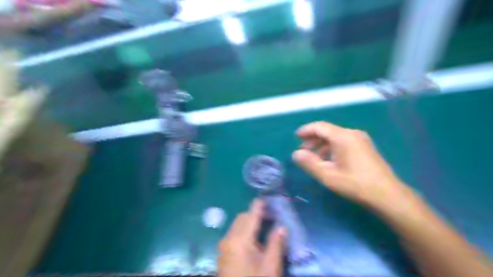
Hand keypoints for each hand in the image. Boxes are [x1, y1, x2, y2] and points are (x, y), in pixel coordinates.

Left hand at [219, 199, 284, 276]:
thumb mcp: (270, 266)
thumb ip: (276, 243)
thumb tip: (282, 227)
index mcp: (240, 240)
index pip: (250, 215)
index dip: (259, 205)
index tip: (266, 199)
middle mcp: (229, 238)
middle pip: (242, 217)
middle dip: (254, 214)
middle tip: (269, 217)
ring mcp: (223, 246)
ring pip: (236, 225)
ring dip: (248, 222)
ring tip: (262, 227)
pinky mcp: (222, 253)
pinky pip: (232, 233)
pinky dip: (242, 230)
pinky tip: (252, 240)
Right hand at [292, 123, 418, 216]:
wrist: (388, 195)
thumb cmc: (355, 184)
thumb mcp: (328, 175)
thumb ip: (309, 163)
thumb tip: (296, 153)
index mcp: (343, 137)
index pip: (320, 126)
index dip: (306, 130)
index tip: (296, 137)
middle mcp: (352, 133)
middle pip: (328, 130)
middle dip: (313, 138)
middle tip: (303, 149)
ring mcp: (361, 139)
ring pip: (335, 136)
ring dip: (322, 144)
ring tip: (313, 156)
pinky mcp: (365, 146)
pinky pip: (343, 141)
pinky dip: (332, 147)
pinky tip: (329, 159)